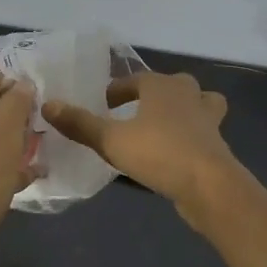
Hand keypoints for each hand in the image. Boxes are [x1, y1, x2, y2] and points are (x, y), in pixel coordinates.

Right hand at [43, 71, 236, 212]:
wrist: (210, 186)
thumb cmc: (159, 153)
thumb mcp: (112, 140)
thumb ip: (81, 124)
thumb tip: (48, 104)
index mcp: (162, 86)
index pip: (135, 79)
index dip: (116, 91)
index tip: (102, 104)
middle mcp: (188, 94)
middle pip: (171, 85)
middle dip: (152, 95)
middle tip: (132, 112)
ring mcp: (207, 119)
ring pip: (197, 103)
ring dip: (182, 110)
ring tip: (163, 127)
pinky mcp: (217, 144)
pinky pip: (202, 131)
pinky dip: (191, 136)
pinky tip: (175, 153)